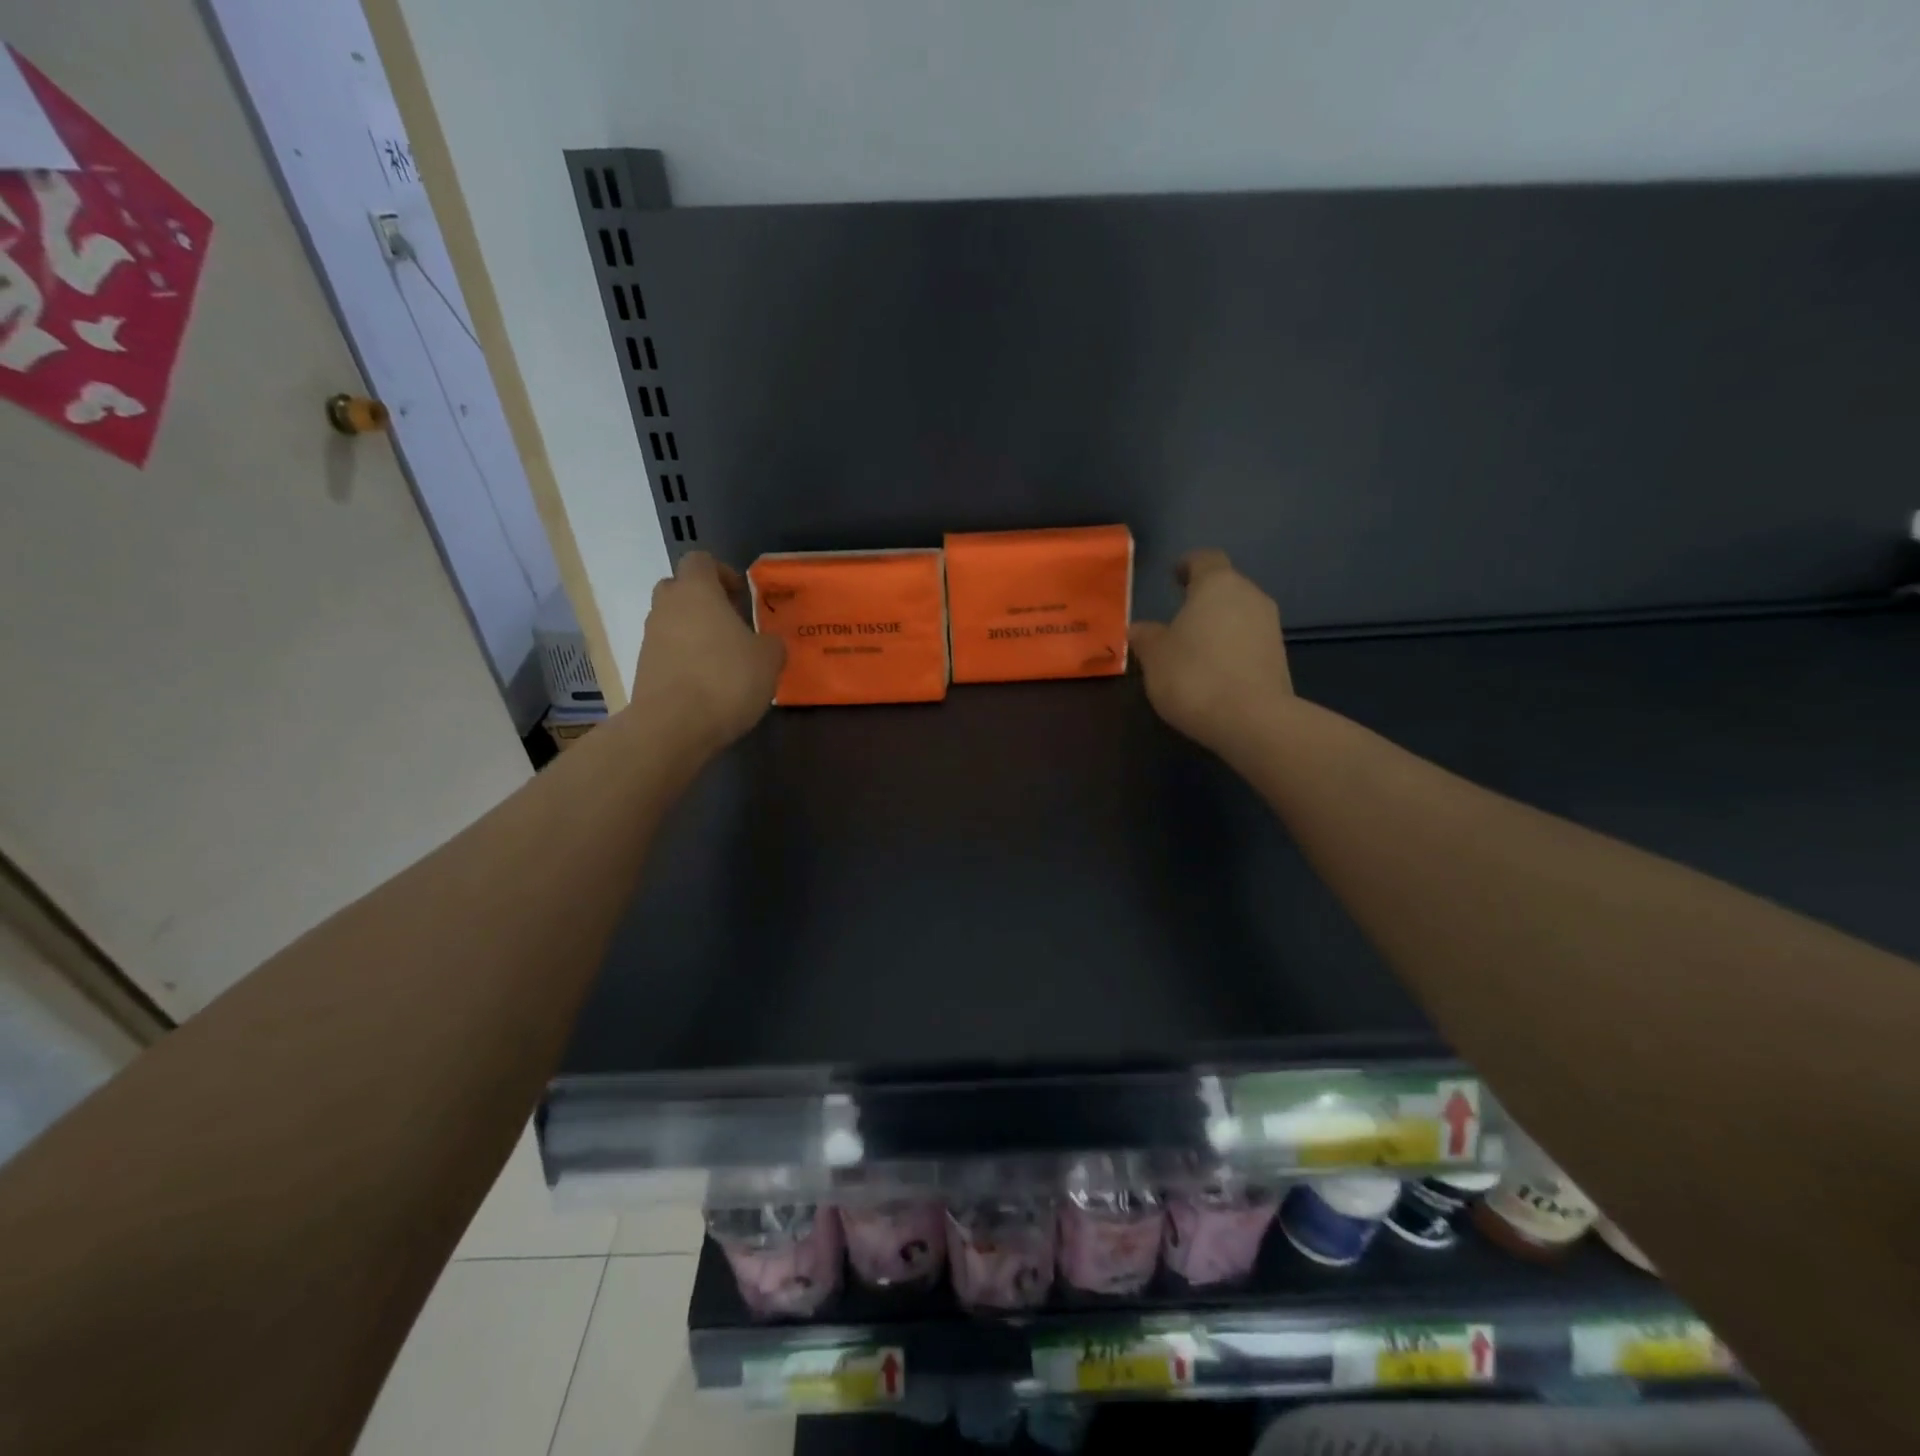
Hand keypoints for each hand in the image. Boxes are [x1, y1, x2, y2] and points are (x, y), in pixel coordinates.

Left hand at [629, 552, 785, 753]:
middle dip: (704, 601)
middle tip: (732, 625)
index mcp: (696, 591)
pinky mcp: (643, 668)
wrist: (673, 726)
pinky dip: (685, 660)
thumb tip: (765, 643)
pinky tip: (707, 685)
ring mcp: (649, 638)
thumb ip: (770, 643)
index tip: (741, 597)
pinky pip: (667, 652)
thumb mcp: (769, 659)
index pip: (700, 560)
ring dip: (694, 633)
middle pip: (680, 588)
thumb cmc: (726, 679)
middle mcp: (667, 606)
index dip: (722, 573)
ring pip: (672, 622)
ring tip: (723, 660)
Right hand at [1129, 549, 1293, 753]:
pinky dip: (1231, 648)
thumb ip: (1146, 636)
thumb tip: (1138, 629)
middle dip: (1203, 599)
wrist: (1251, 719)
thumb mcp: (1155, 656)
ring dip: (1219, 625)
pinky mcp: (1279, 657)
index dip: (1187, 565)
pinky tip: (1214, 672)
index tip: (1174, 576)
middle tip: (1178, 618)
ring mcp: (1270, 626)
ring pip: (1239, 614)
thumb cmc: (1193, 675)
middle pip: (1225, 586)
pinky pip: (1249, 641)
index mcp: (1217, 584)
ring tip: (1194, 649)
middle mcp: (1250, 596)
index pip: (1204, 559)